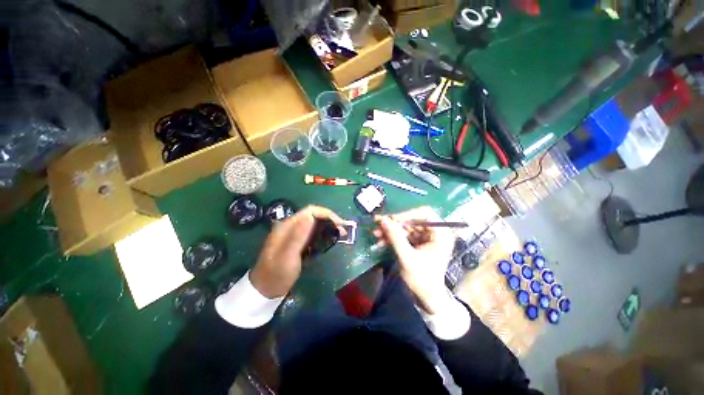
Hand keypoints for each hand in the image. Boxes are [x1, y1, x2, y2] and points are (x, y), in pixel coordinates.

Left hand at [250, 205, 344, 297]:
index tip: (339, 224)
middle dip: (330, 220)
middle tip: (343, 231)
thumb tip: (310, 216)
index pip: (310, 211)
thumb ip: (298, 236)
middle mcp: (291, 226)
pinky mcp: (299, 242)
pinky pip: (313, 233)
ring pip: (315, 224)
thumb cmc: (276, 273)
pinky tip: (330, 240)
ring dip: (328, 227)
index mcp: (287, 226)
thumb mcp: (287, 256)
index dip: (326, 214)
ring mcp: (295, 234)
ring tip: (340, 235)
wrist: (266, 290)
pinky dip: (324, 234)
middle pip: (314, 216)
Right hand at [374, 206, 453, 313]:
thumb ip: (396, 238)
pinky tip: (381, 240)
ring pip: (406, 227)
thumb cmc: (422, 280)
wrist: (427, 298)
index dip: (406, 214)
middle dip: (394, 224)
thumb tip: (383, 220)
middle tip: (378, 224)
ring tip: (376, 234)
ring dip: (391, 230)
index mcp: (441, 234)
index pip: (425, 213)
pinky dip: (393, 237)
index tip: (390, 220)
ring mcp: (426, 237)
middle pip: (413, 220)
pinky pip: (404, 235)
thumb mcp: (407, 258)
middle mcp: (435, 232)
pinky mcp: (418, 243)